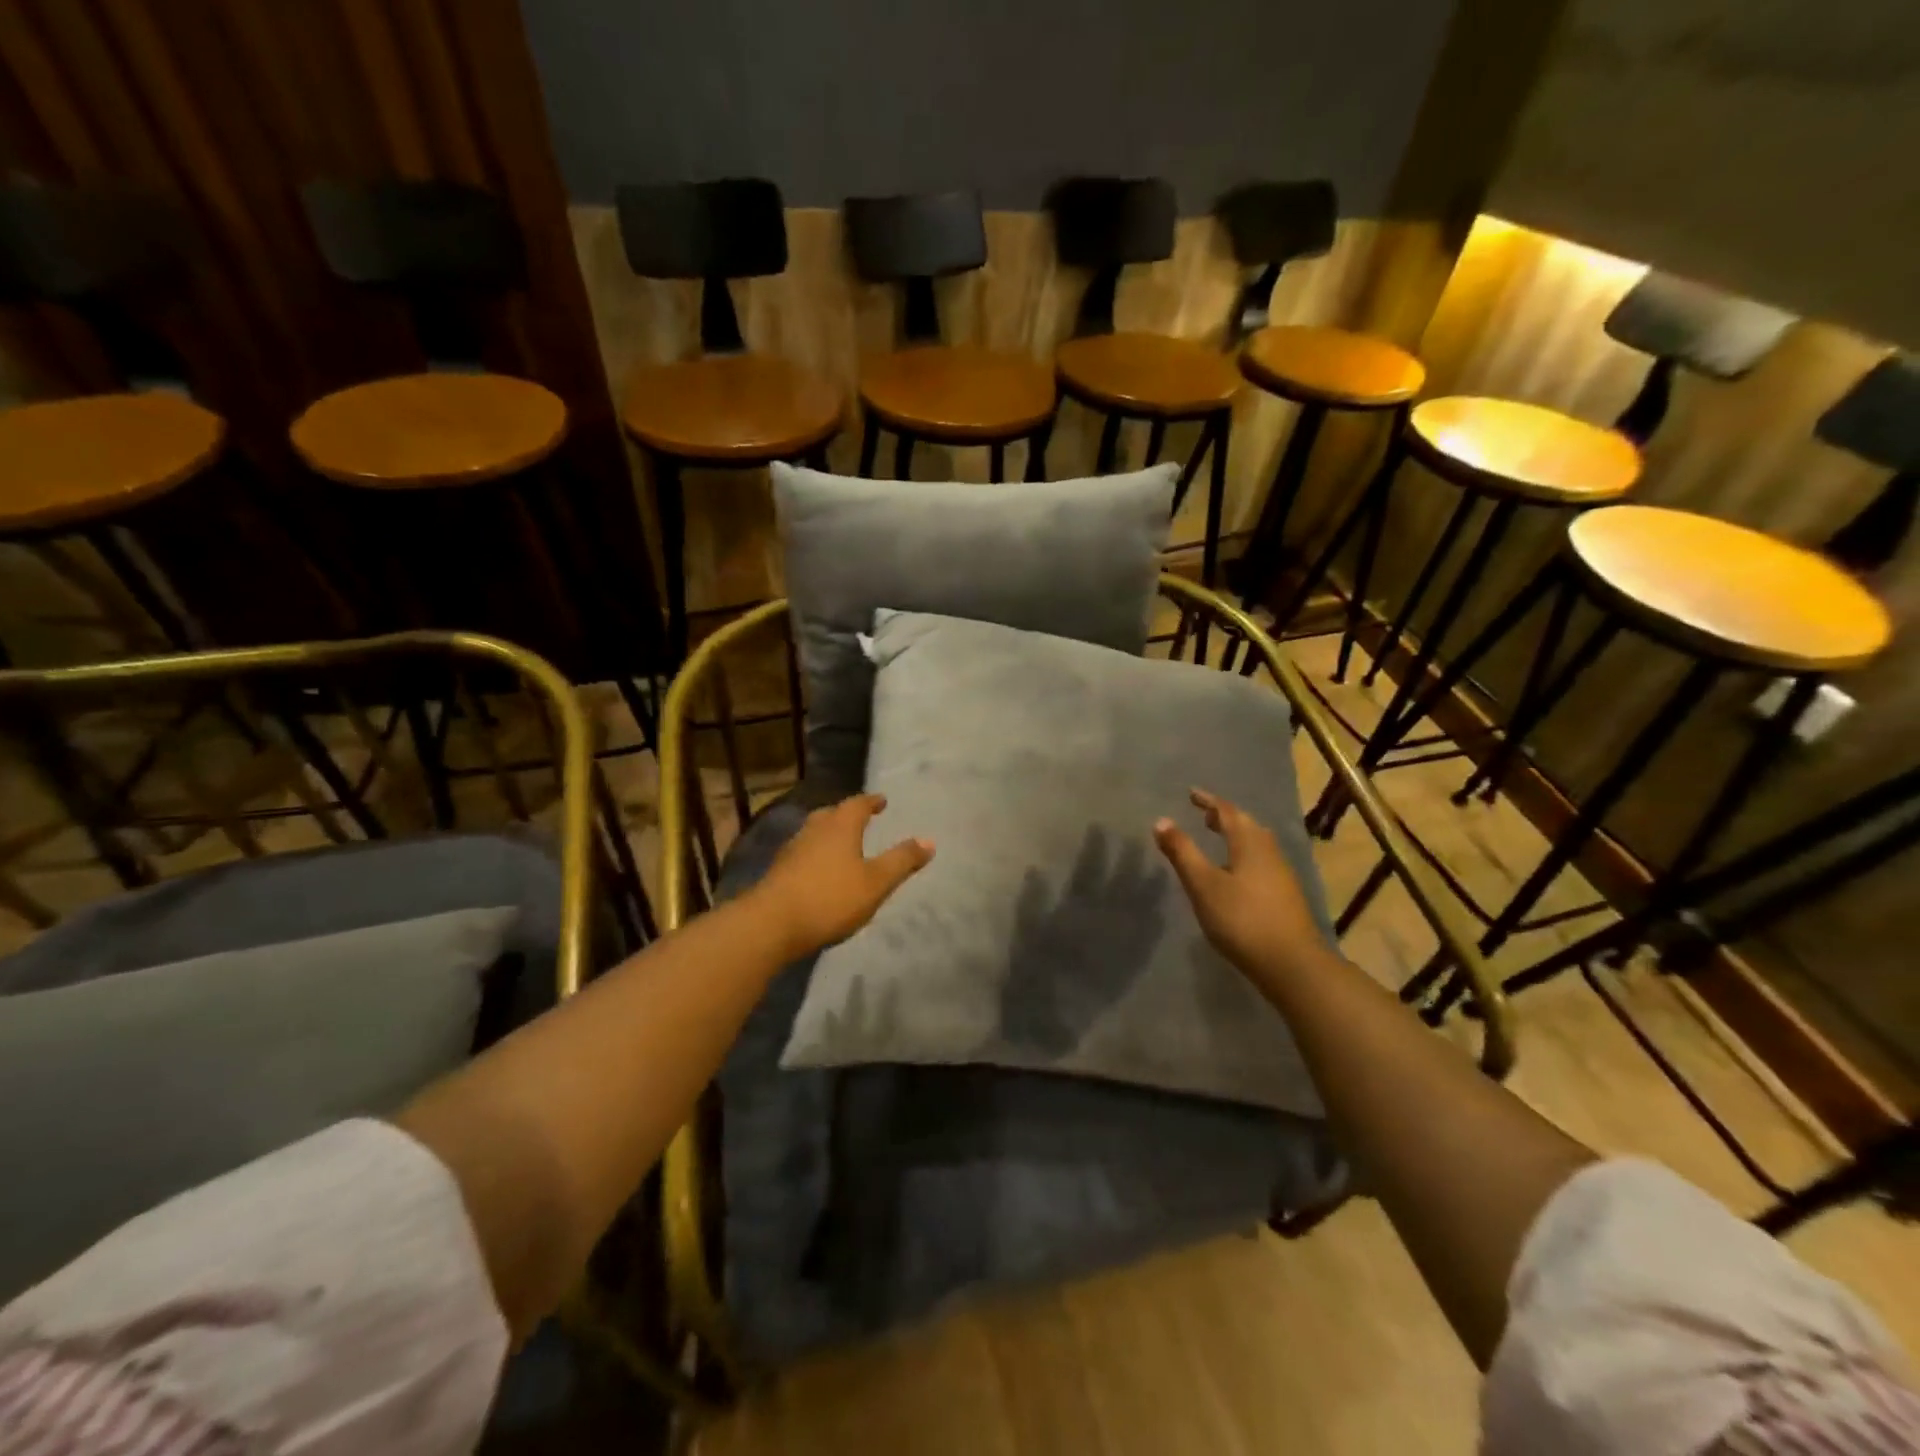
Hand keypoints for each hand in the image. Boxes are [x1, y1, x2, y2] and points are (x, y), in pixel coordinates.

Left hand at [749, 793, 933, 958]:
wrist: (771, 924)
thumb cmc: (830, 898)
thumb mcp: (876, 883)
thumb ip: (902, 861)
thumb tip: (929, 841)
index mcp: (840, 826)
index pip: (857, 804)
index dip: (871, 801)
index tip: (881, 800)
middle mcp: (814, 830)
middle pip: (832, 814)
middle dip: (847, 814)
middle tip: (861, 818)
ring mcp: (792, 849)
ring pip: (814, 832)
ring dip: (829, 833)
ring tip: (841, 843)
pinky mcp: (778, 870)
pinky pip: (803, 852)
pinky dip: (815, 853)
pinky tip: (818, 869)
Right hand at [1154, 788, 1328, 983]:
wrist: (1292, 964)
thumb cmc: (1242, 919)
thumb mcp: (1203, 885)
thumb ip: (1182, 852)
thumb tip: (1162, 821)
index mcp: (1249, 843)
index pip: (1227, 812)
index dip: (1208, 801)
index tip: (1191, 794)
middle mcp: (1269, 852)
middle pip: (1246, 825)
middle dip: (1224, 817)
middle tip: (1204, 815)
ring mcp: (1281, 875)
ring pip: (1257, 844)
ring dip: (1236, 836)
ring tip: (1218, 841)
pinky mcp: (1286, 896)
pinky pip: (1261, 862)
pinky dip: (1244, 856)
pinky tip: (1235, 875)